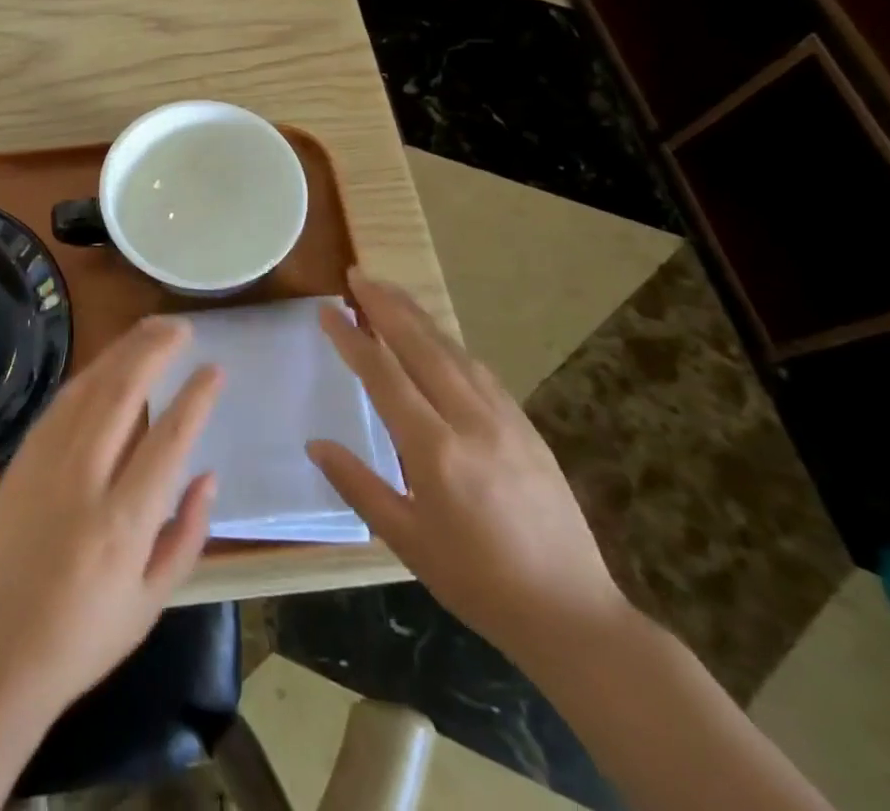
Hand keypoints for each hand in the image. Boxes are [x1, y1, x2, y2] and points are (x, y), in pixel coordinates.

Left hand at [0, 316, 222, 715]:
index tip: (214, 368)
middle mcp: (83, 481)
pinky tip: (108, 362)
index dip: (195, 398)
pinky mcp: (22, 459)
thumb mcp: (152, 602)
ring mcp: (45, 463)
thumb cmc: (85, 636)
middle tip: (182, 327)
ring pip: (89, 388)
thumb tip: (206, 474)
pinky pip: (62, 403)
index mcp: (122, 524)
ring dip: (122, 351)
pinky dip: (90, 375)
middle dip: (154, 350)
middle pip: (123, 394)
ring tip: (151, 329)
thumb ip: (186, 534)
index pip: (168, 440)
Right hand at [308, 269, 627, 668]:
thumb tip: (316, 444)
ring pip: (453, 351)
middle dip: (386, 305)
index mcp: (435, 450)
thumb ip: (358, 485)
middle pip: (421, 346)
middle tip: (358, 275)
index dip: (352, 338)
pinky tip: (437, 338)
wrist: (573, 615)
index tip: (328, 309)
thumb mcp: (407, 540)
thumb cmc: (477, 583)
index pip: (383, 375)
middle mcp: (470, 421)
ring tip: (389, 291)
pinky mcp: (526, 427)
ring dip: (418, 316)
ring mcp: (504, 420)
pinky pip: (480, 370)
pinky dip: (449, 344)